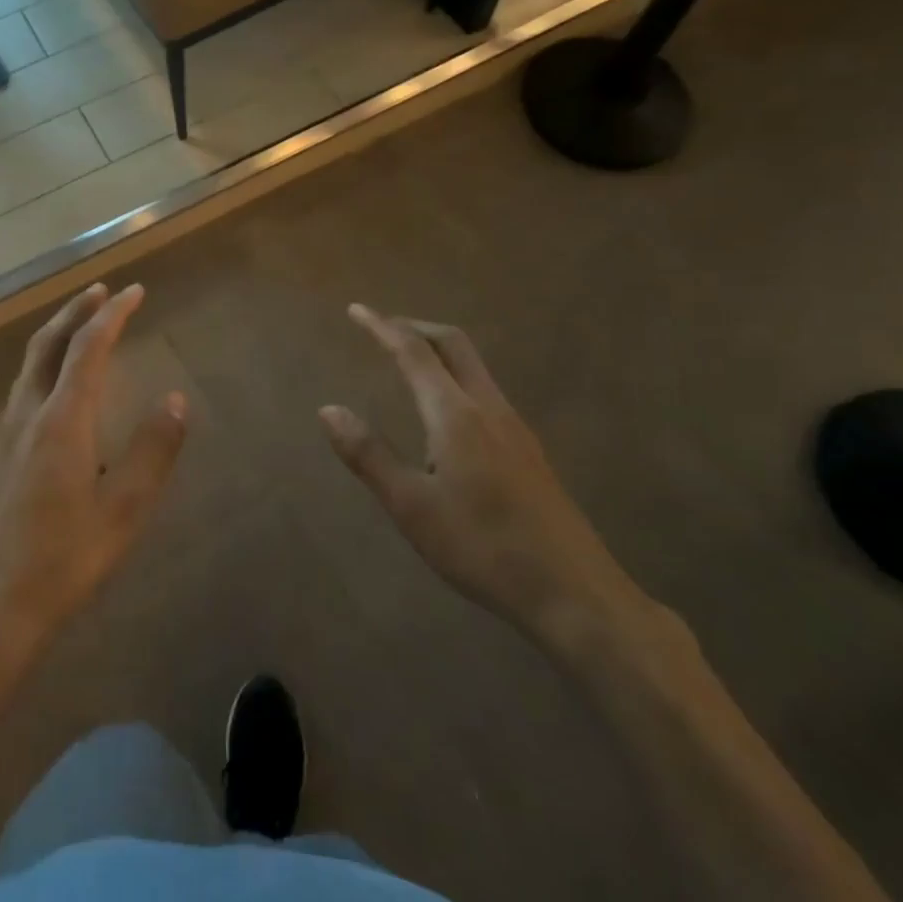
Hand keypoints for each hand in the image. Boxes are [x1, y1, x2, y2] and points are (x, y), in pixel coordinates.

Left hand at [0, 284, 186, 682]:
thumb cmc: (62, 562)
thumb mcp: (124, 512)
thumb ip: (153, 451)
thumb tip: (176, 400)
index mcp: (62, 420)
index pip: (89, 347)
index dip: (114, 314)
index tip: (135, 291)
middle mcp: (28, 415)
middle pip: (48, 344)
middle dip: (76, 311)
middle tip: (102, 291)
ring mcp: (5, 436)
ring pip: (29, 365)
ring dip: (56, 335)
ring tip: (80, 326)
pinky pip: (21, 389)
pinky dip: (44, 365)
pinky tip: (55, 389)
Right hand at [319, 305, 642, 645]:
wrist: (574, 592)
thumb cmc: (483, 547)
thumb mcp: (411, 506)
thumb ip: (369, 454)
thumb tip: (328, 410)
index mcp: (455, 414)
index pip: (413, 352)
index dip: (382, 327)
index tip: (357, 309)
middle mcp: (487, 408)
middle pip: (453, 344)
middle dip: (415, 327)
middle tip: (382, 327)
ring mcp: (514, 427)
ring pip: (473, 366)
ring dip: (437, 350)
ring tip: (408, 361)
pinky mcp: (528, 449)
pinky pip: (484, 389)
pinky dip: (455, 375)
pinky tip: (446, 411)